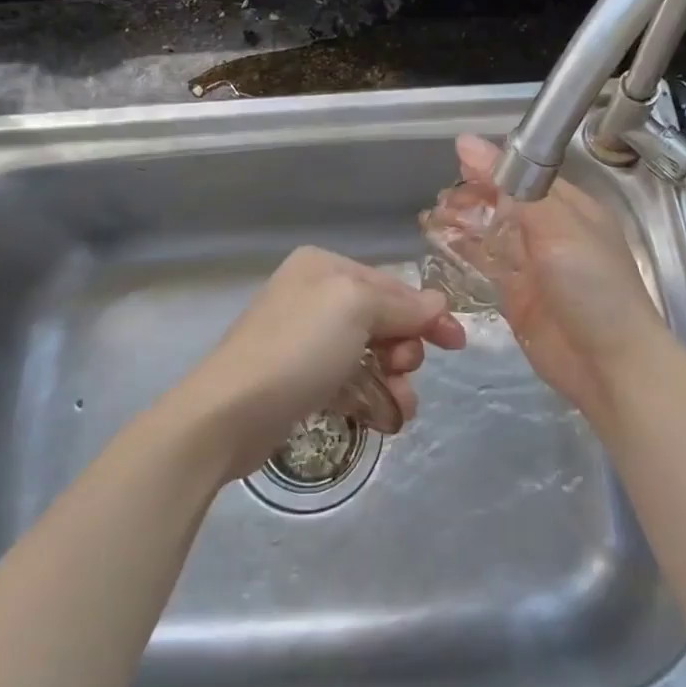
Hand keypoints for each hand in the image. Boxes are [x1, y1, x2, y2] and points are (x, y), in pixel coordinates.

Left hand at [176, 246, 465, 480]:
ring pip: (371, 355)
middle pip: (383, 320)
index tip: (456, 343)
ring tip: (397, 408)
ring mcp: (306, 340)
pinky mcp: (302, 380)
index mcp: (324, 267)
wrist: (229, 413)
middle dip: (403, 349)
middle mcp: (315, 296)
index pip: (390, 284)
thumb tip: (437, 303)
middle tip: (402, 370)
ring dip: (393, 380)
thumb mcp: (355, 308)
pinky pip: (351, 382)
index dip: (426, 313)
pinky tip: (380, 419)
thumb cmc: (297, 348)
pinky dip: (370, 398)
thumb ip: (401, 304)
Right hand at [455, 134, 672, 421]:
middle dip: (472, 196)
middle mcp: (550, 232)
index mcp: (569, 208)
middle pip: (503, 203)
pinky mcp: (516, 295)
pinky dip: (463, 252)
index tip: (456, 163)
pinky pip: (485, 265)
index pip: (524, 175)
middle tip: (440, 199)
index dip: (491, 168)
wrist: (612, 365)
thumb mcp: (557, 227)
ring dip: (463, 223)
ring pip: (490, 233)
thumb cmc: (593, 286)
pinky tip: (440, 243)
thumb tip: (466, 142)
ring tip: (431, 217)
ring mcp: (532, 265)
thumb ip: (512, 186)